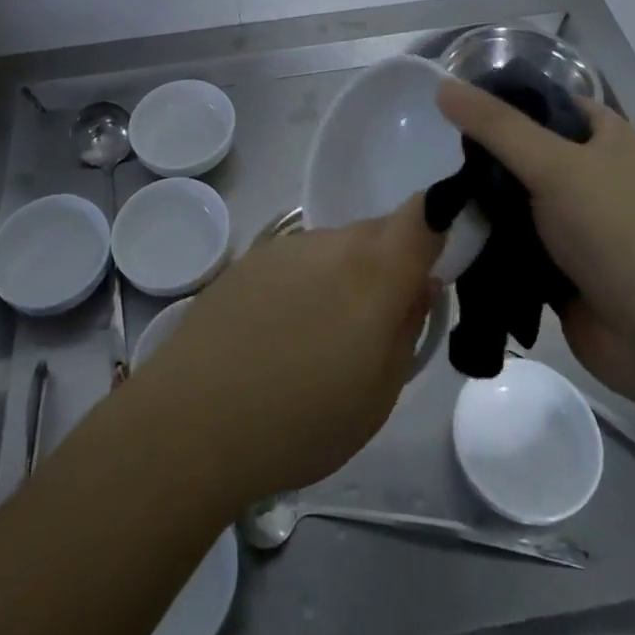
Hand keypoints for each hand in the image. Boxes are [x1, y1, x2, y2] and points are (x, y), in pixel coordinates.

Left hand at [139, 202, 442, 505]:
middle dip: (390, 264)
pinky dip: (306, 284)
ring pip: (337, 247)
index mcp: (374, 270)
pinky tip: (281, 333)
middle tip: (380, 322)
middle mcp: (331, 242)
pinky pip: (298, 260)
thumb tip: (419, 286)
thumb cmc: (301, 420)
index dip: (441, 224)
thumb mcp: (379, 394)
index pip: (424, 214)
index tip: (440, 263)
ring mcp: (285, 246)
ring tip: (322, 338)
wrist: (192, 421)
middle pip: (378, 232)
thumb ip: (407, 328)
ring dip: (345, 277)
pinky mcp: (248, 259)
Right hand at [435, 79, 634, 391]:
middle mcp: (590, 174)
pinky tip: (448, 234)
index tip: (450, 104)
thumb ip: (496, 125)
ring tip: (433, 196)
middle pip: (523, 151)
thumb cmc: (619, 232)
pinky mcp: (558, 266)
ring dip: (480, 201)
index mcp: (603, 137)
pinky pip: (512, 242)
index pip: (543, 101)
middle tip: (436, 155)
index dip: (501, 99)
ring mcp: (575, 223)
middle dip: (482, 156)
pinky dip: (487, 239)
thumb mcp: (555, 164)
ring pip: (513, 199)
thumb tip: (442, 85)